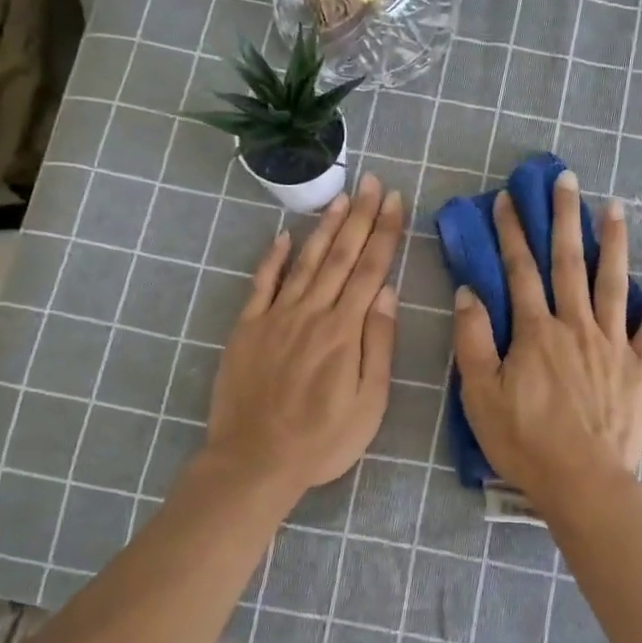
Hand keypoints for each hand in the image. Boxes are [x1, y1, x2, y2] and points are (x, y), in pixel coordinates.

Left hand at [204, 175, 402, 492]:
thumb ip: (377, 344)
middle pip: (340, 256)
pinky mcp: (247, 328)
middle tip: (372, 182)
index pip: (371, 270)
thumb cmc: (322, 440)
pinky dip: (273, 257)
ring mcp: (275, 317)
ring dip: (324, 227)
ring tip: (340, 197)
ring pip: (305, 262)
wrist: (255, 460)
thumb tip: (387, 293)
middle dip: (359, 217)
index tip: (394, 200)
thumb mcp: (368, 402)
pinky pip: (261, 284)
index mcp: (344, 331)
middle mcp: (311, 313)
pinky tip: (284, 236)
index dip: (384, 233)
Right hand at [452, 169, 641, 504]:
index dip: (512, 233)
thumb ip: (472, 341)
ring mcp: (613, 344)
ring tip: (615, 207)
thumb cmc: (524, 442)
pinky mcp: (640, 367)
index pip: (520, 271)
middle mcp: (576, 326)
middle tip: (567, 180)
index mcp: (536, 332)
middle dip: (564, 218)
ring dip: (614, 242)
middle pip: (569, 263)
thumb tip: (468, 293)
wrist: (582, 483)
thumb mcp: (479, 395)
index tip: (508, 200)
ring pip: (614, 282)